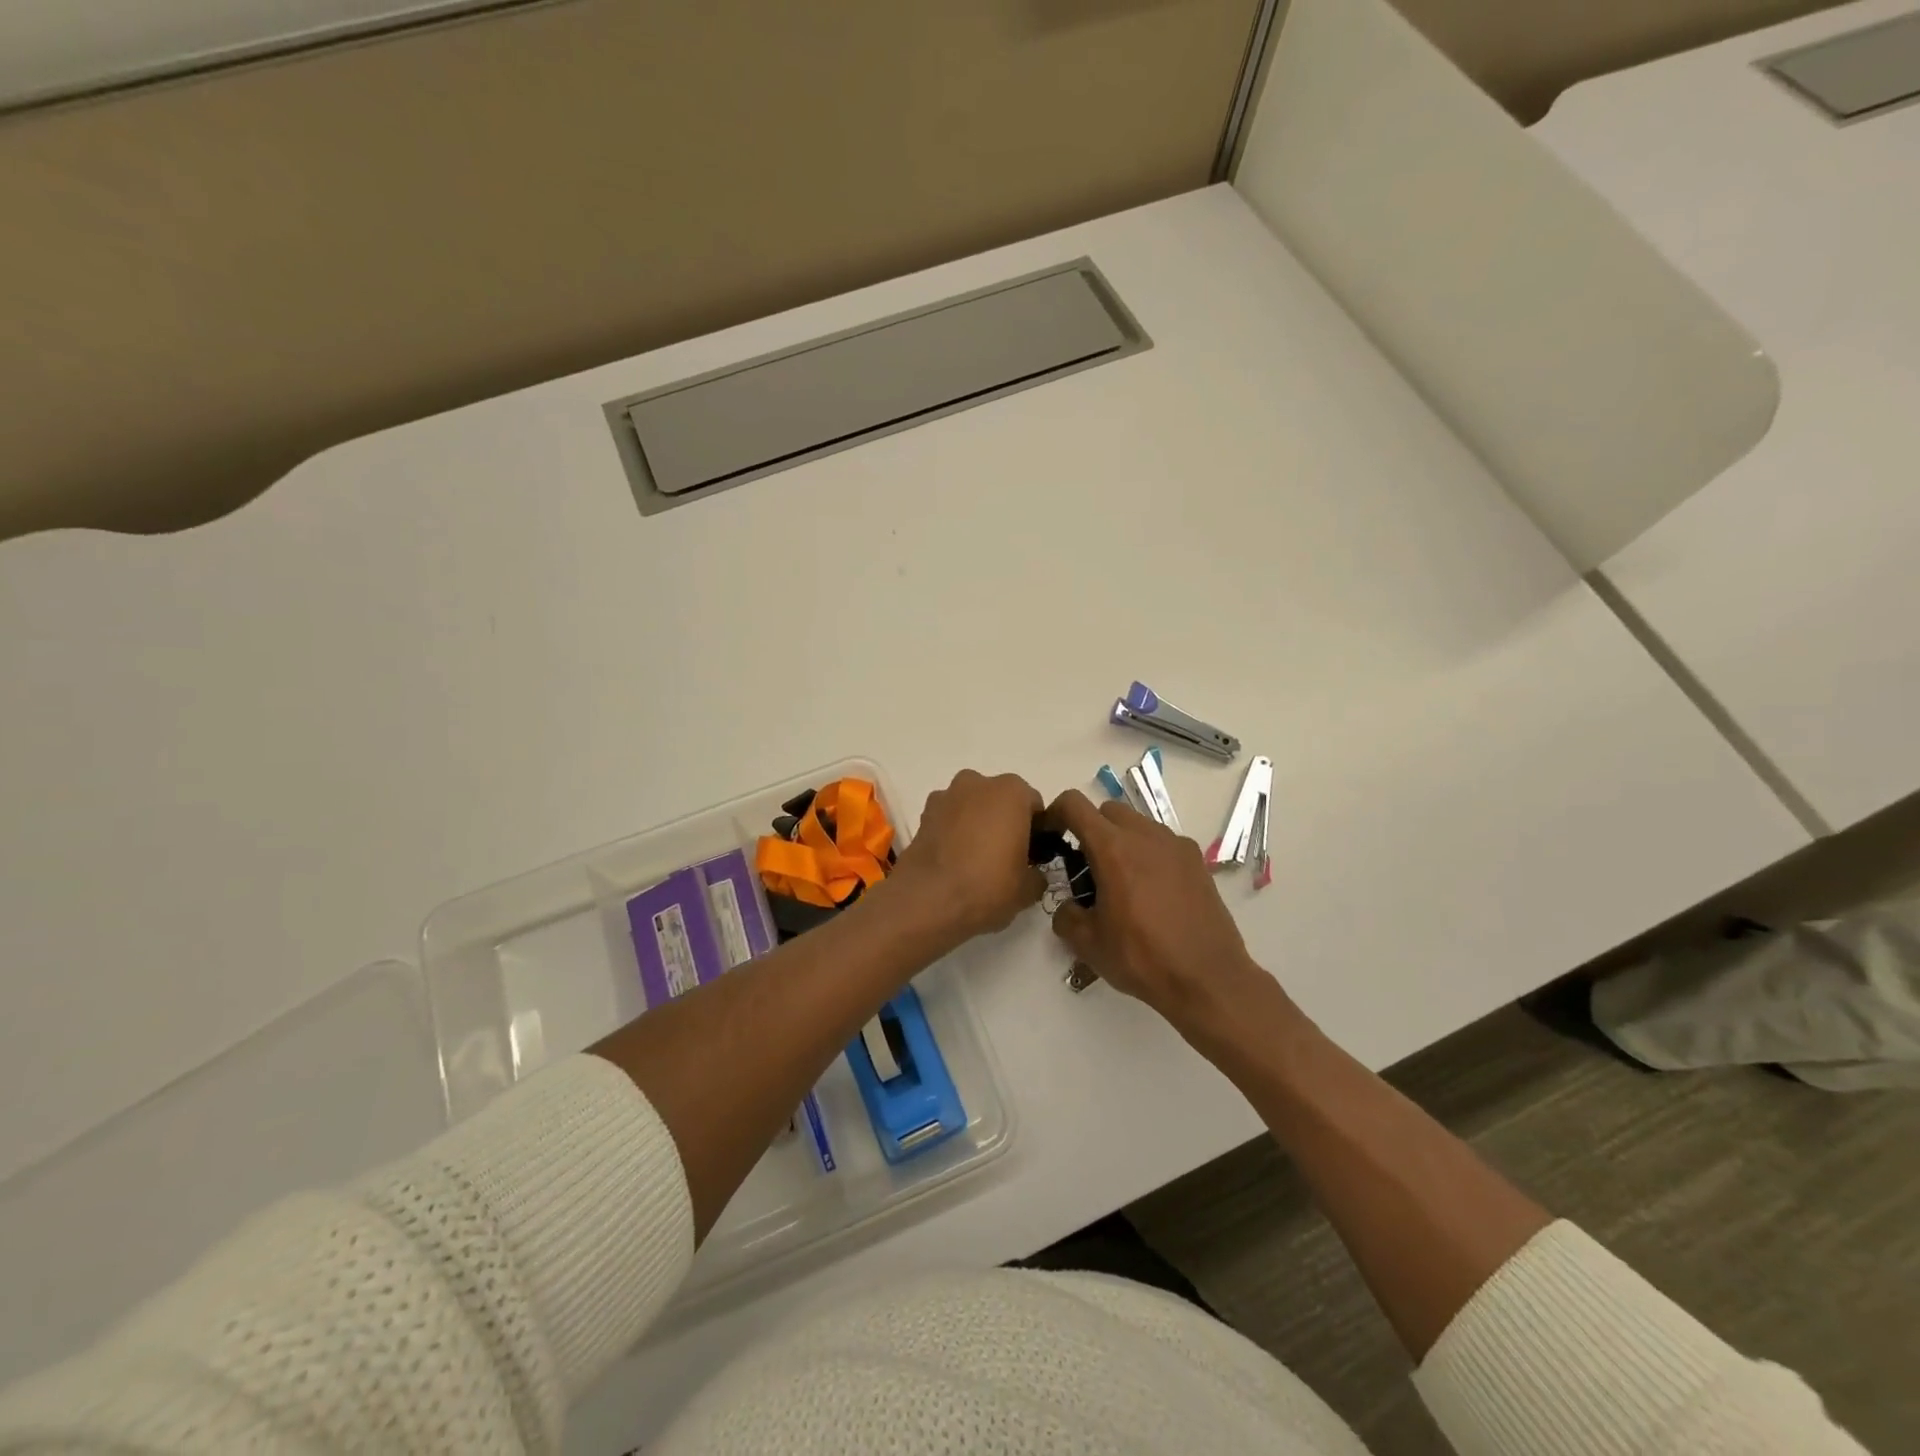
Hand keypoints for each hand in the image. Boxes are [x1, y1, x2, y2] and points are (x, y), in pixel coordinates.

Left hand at [890, 770, 1046, 944]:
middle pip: (1000, 800)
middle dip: (1005, 822)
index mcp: (1011, 791)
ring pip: (972, 806)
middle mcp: (978, 783)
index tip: (1033, 856)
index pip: (1034, 806)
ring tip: (976, 860)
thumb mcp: (1028, 889)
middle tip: (1006, 858)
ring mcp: (946, 795)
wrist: (927, 900)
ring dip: (977, 824)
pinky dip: (954, 832)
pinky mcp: (923, 814)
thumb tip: (1033, 874)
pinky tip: (954, 860)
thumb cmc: (987, 886)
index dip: (1037, 831)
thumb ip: (1038, 874)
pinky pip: (949, 818)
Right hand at [1045, 789, 1272, 1037]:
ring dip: (1121, 841)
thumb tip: (1069, 907)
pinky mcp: (1196, 860)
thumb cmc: (1142, 957)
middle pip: (1107, 810)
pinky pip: (1162, 843)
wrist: (1208, 979)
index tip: (1051, 838)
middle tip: (1086, 867)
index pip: (1074, 804)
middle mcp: (1145, 835)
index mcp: (1113, 848)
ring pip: (1137, 824)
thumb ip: (1066, 916)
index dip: (1055, 814)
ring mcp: (1175, 844)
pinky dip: (1148, 854)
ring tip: (1121, 883)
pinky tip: (1151, 893)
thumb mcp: (1088, 943)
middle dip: (1090, 829)